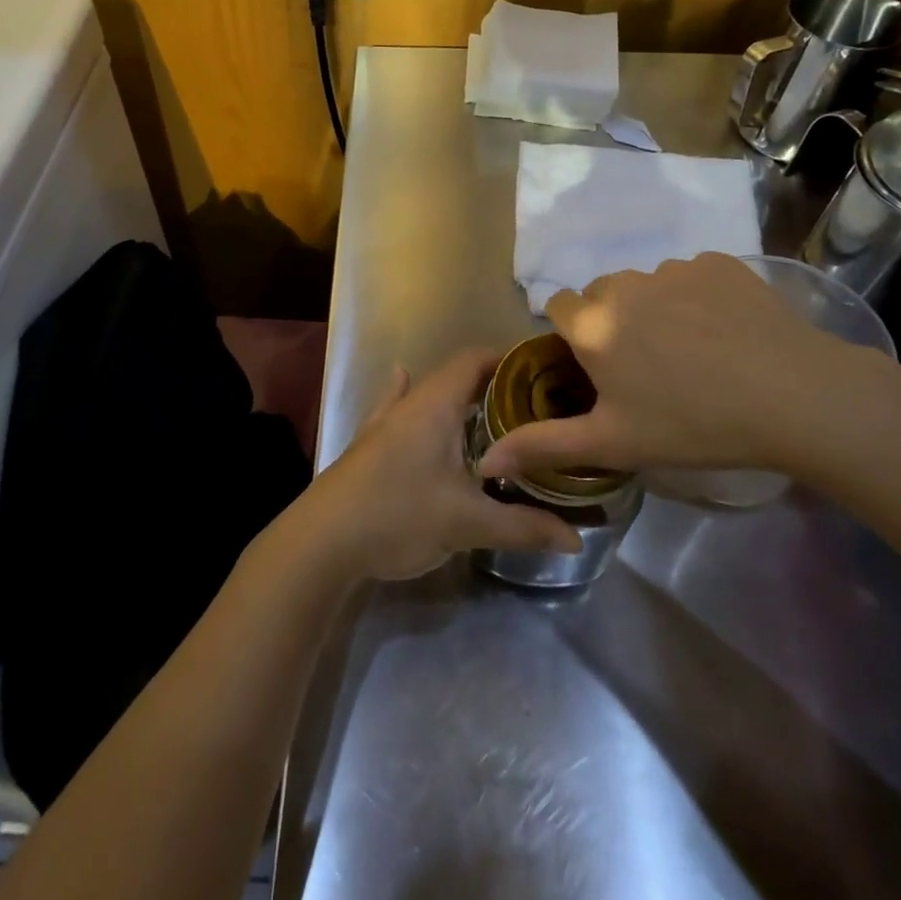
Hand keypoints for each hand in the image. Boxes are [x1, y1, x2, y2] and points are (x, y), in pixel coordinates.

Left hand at [303, 348, 581, 581]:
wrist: (322, 540)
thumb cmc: (398, 515)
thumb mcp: (466, 522)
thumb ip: (523, 526)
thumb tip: (577, 539)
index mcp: (434, 404)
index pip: (474, 359)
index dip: (509, 360)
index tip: (544, 375)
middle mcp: (409, 403)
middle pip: (456, 378)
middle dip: (494, 388)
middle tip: (535, 410)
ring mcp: (385, 423)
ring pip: (430, 397)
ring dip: (461, 403)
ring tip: (496, 418)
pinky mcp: (371, 446)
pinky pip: (401, 412)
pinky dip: (418, 406)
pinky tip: (405, 386)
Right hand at [475, 253, 900, 481]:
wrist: (796, 397)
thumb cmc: (694, 424)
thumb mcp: (615, 443)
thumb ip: (545, 446)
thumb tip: (486, 458)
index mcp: (593, 324)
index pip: (559, 306)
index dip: (574, 334)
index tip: (600, 365)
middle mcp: (624, 284)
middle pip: (603, 295)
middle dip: (615, 322)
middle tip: (650, 367)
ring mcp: (673, 268)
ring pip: (648, 285)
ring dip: (656, 309)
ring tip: (695, 352)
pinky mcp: (718, 263)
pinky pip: (691, 277)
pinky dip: (699, 298)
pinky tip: (727, 333)